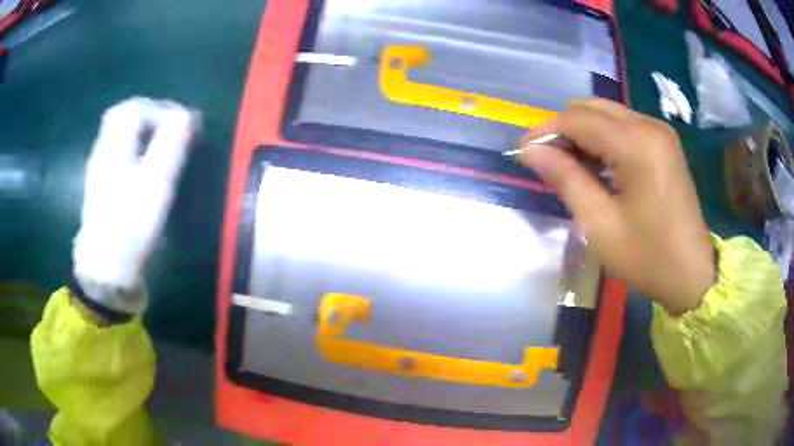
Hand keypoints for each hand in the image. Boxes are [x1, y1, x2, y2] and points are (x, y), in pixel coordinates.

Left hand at [72, 98, 198, 313]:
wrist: (106, 268)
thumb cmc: (130, 225)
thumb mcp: (155, 184)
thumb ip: (171, 145)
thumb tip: (187, 116)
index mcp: (114, 146)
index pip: (136, 108)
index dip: (162, 110)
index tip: (183, 125)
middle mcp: (103, 151)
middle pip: (123, 116)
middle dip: (150, 116)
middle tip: (171, 130)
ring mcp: (99, 169)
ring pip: (119, 134)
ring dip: (142, 132)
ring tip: (161, 146)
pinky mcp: (101, 186)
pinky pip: (117, 152)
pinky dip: (134, 149)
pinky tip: (143, 167)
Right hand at [517, 99, 714, 314]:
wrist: (692, 274)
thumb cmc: (647, 257)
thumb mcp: (600, 224)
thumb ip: (565, 179)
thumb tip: (530, 150)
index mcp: (636, 144)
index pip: (577, 120)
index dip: (545, 131)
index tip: (522, 151)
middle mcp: (649, 125)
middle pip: (591, 108)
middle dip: (564, 129)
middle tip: (548, 162)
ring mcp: (660, 131)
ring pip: (607, 114)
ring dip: (583, 133)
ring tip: (571, 167)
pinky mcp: (664, 142)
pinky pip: (624, 125)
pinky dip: (604, 139)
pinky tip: (599, 166)